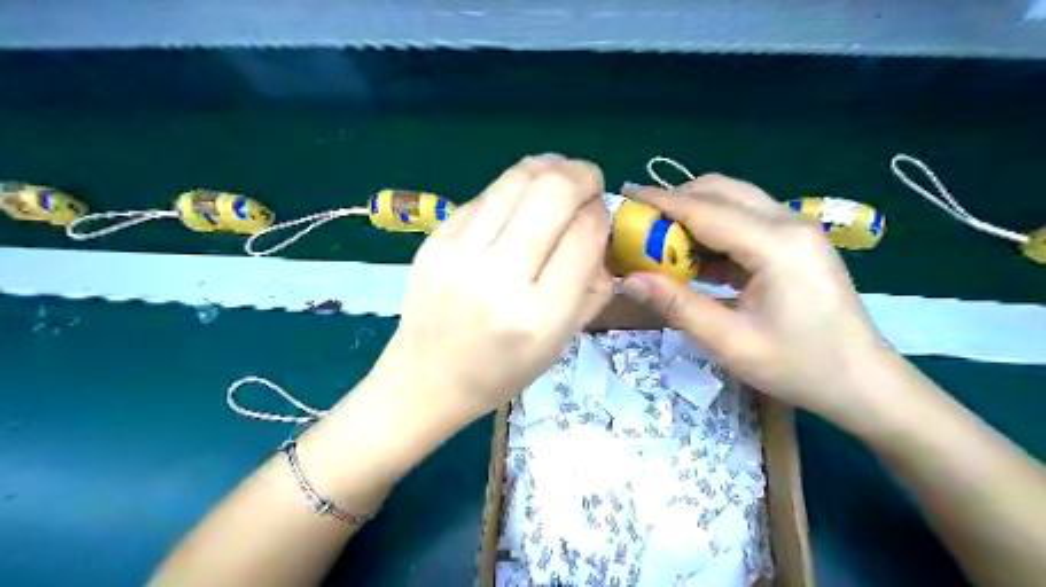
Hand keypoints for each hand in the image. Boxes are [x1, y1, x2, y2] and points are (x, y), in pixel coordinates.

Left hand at [380, 153, 614, 420]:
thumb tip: (599, 229)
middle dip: (581, 174)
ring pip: (516, 180)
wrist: (427, 379)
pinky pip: (485, 195)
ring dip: (549, 167)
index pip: (584, 235)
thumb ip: (592, 288)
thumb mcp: (560, 342)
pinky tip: (520, 199)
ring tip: (560, 174)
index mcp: (540, 315)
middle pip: (552, 193)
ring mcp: (460, 254)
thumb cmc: (502, 371)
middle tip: (588, 180)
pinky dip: (513, 187)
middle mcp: (500, 278)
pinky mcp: (434, 240)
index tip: (599, 215)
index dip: (600, 214)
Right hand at [614, 175, 893, 425]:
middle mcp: (789, 223)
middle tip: (642, 224)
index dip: (660, 200)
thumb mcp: (730, 342)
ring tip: (661, 242)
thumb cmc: (798, 366)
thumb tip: (630, 279)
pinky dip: (713, 232)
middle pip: (721, 191)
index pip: (705, 209)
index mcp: (776, 245)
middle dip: (676, 201)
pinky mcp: (795, 243)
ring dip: (694, 215)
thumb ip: (677, 306)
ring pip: (734, 202)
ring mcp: (796, 230)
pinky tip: (695, 259)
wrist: (862, 381)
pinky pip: (745, 222)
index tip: (624, 193)